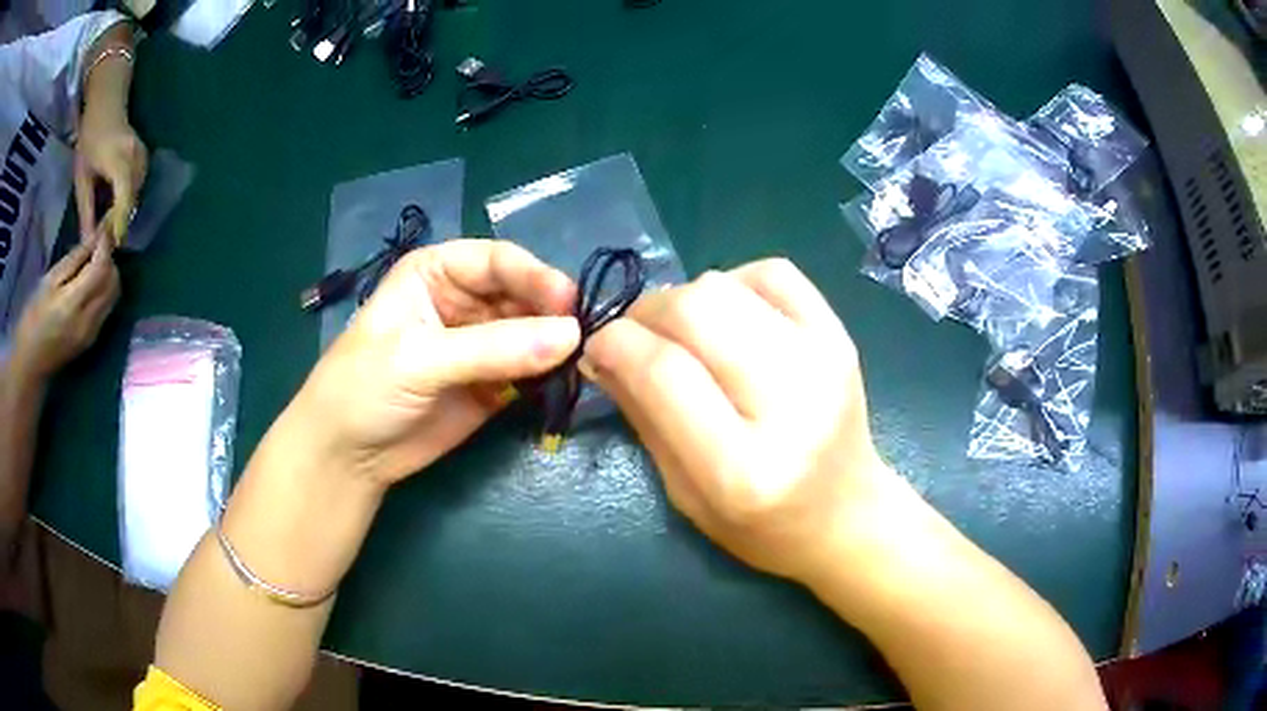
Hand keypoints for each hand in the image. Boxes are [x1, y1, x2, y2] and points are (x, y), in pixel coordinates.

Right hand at [12, 238, 120, 379]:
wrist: (30, 366)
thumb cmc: (33, 319)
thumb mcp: (49, 281)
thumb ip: (74, 261)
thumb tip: (94, 239)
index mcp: (74, 305)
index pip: (101, 268)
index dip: (105, 244)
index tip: (104, 227)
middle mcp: (89, 322)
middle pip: (113, 283)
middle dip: (109, 260)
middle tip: (96, 248)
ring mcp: (92, 335)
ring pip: (112, 297)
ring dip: (108, 276)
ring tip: (92, 264)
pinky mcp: (91, 342)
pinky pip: (106, 310)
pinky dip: (104, 291)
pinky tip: (90, 284)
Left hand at [74, 103, 146, 245]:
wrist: (106, 104)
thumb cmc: (90, 138)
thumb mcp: (82, 177)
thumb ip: (86, 210)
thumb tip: (89, 242)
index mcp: (119, 160)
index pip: (124, 197)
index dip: (120, 223)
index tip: (114, 245)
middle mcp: (136, 158)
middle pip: (132, 198)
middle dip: (120, 220)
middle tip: (105, 239)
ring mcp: (142, 157)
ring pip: (136, 194)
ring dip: (124, 210)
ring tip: (108, 224)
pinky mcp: (143, 158)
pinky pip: (138, 186)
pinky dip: (127, 199)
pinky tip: (115, 206)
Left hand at [283, 239, 580, 490]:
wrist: (347, 456)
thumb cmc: (364, 389)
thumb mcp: (419, 359)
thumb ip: (493, 349)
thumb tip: (571, 336)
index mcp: (437, 272)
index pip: (498, 261)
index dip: (535, 276)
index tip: (569, 302)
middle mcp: (464, 300)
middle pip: (522, 295)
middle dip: (552, 313)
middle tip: (587, 336)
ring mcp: (481, 344)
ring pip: (533, 333)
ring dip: (556, 345)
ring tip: (585, 359)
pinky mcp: (493, 384)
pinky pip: (532, 372)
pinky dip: (550, 375)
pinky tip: (567, 380)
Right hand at [582, 259, 896, 581]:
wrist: (847, 515)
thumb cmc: (759, 525)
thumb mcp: (683, 494)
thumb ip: (642, 417)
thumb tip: (601, 348)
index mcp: (743, 469)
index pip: (663, 372)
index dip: (616, 343)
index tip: (598, 346)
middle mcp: (791, 405)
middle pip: (696, 310)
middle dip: (646, 313)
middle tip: (637, 336)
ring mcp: (824, 361)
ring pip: (725, 284)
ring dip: (685, 298)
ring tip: (684, 334)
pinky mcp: (841, 335)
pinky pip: (771, 272)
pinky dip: (734, 283)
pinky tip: (730, 317)